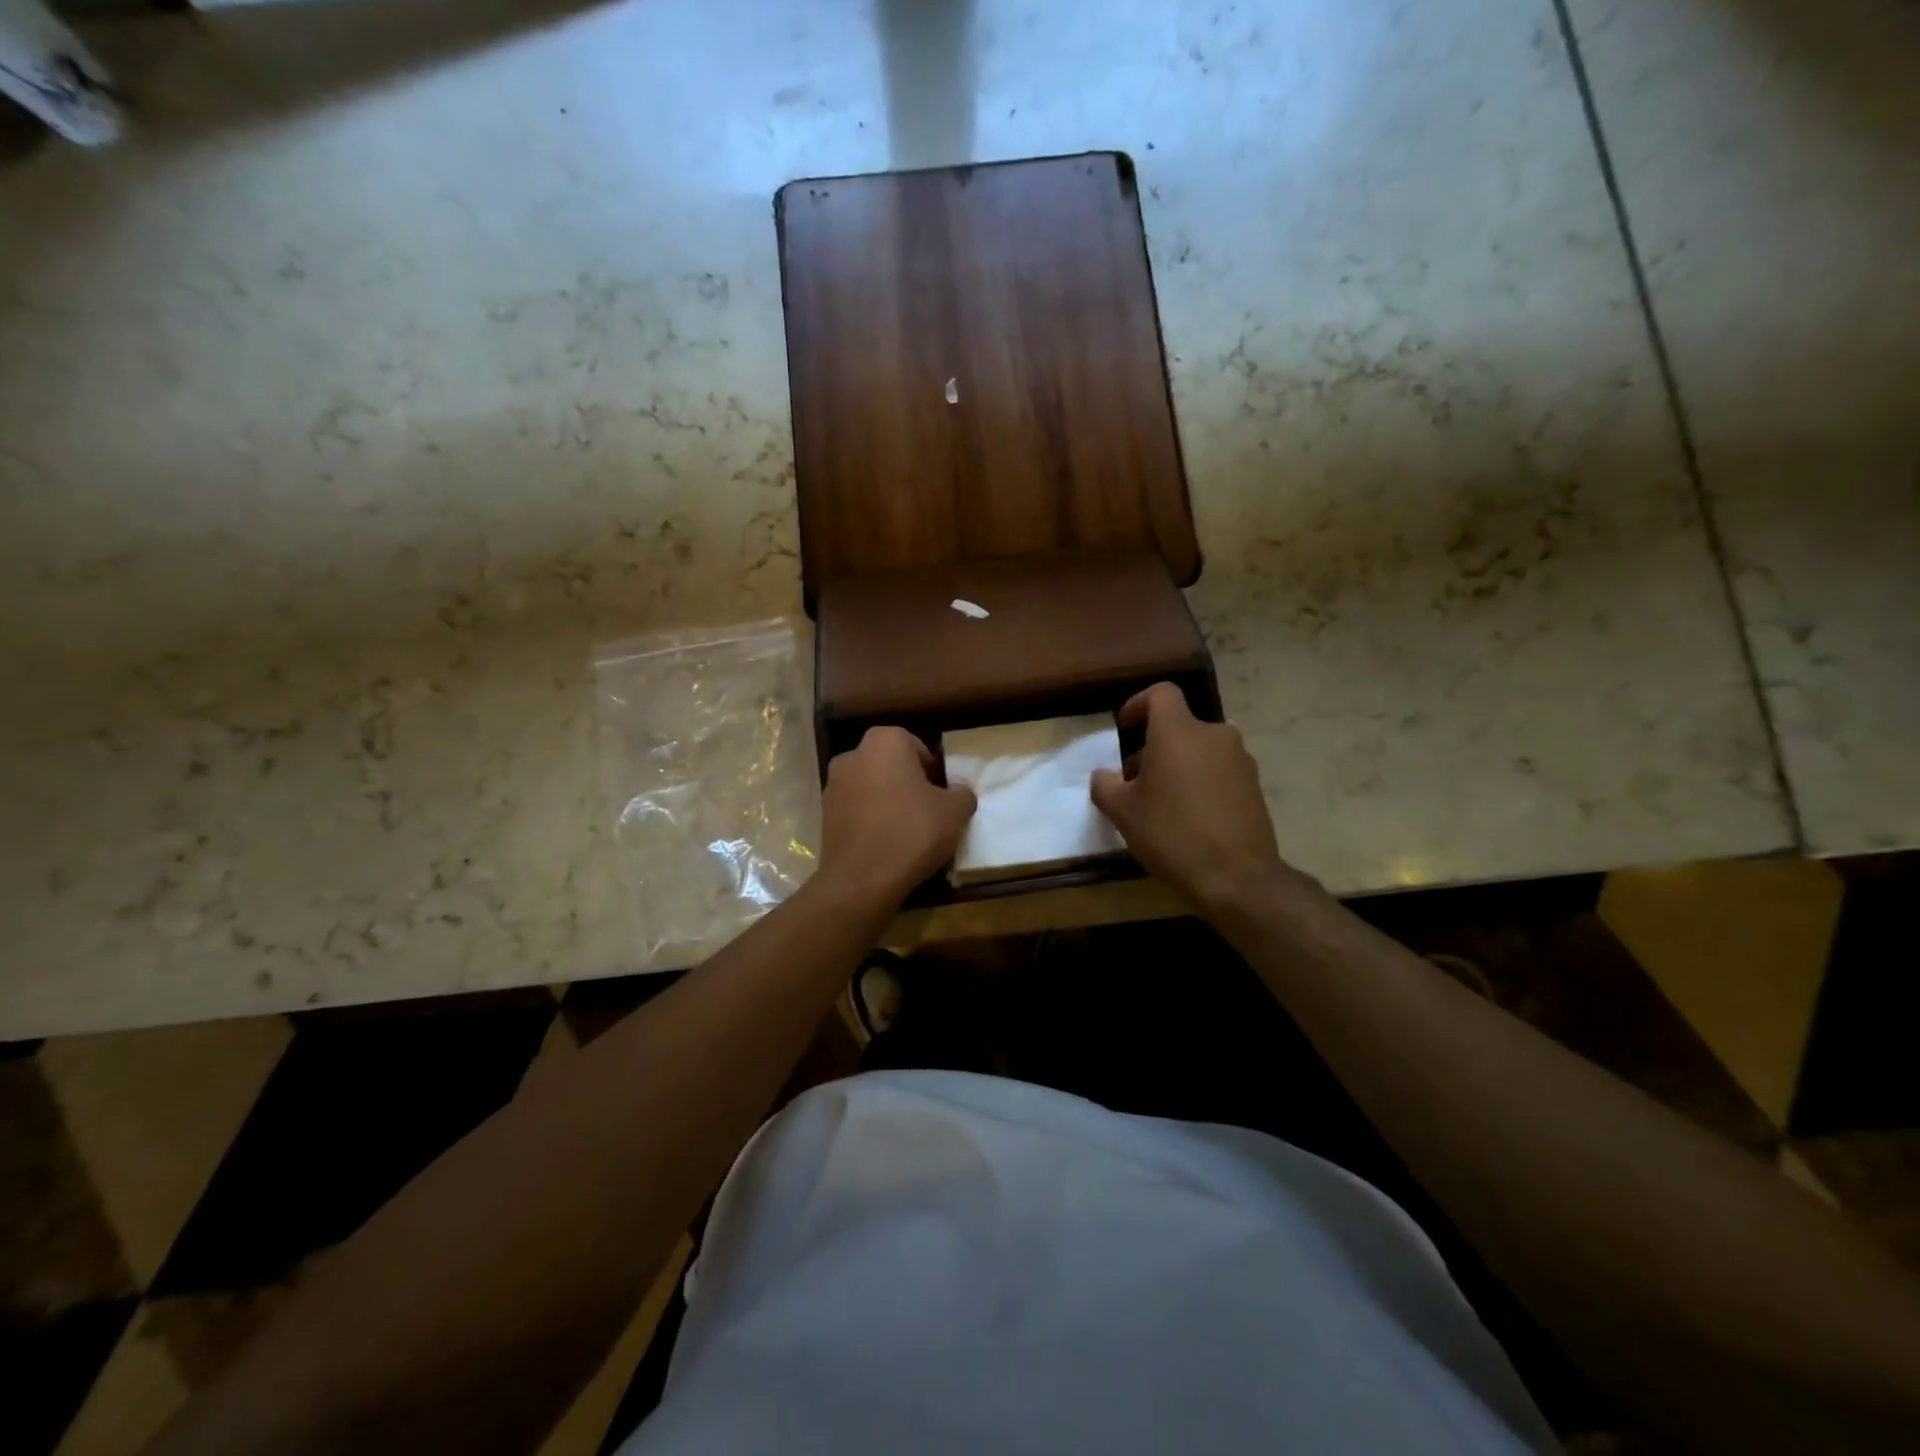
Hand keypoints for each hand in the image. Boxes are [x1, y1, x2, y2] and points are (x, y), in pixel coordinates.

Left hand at [819, 727, 976, 903]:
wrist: (862, 879)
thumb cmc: (912, 832)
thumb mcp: (955, 812)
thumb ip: (962, 793)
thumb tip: (958, 792)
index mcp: (885, 741)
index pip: (918, 747)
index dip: (934, 771)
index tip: (943, 796)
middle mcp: (853, 754)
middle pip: (892, 765)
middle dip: (909, 784)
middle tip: (929, 811)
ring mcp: (833, 785)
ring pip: (872, 788)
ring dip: (889, 802)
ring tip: (908, 831)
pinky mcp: (824, 815)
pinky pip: (857, 810)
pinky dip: (871, 820)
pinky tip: (887, 844)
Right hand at [1090, 683, 1311, 915]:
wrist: (1237, 877)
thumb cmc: (1171, 833)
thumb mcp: (1122, 812)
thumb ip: (1105, 785)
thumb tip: (1104, 775)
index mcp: (1179, 731)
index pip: (1161, 694)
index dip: (1139, 704)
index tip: (1125, 728)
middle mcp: (1214, 735)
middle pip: (1179, 726)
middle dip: (1154, 746)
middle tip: (1136, 780)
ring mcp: (1240, 760)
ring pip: (1199, 749)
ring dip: (1178, 764)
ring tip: (1162, 802)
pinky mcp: (1254, 785)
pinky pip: (1218, 770)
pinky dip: (1200, 781)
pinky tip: (1189, 816)